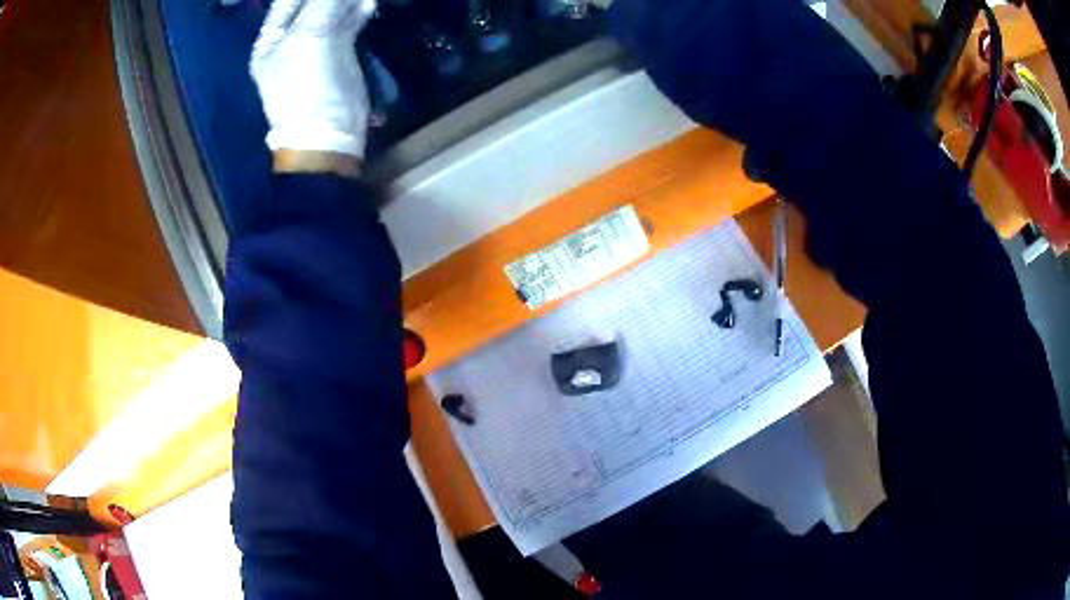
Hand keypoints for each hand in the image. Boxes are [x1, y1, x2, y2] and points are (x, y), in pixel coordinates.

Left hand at [251, 0, 376, 165]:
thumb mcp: (307, 40)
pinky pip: (348, 25)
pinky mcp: (340, 55)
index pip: (287, 2)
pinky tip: (368, 5)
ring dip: (348, 1)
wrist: (327, 132)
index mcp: (270, 41)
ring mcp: (316, 47)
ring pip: (333, 11)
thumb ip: (322, 6)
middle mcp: (290, 40)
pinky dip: (358, 13)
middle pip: (311, 4)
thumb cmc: (306, 86)